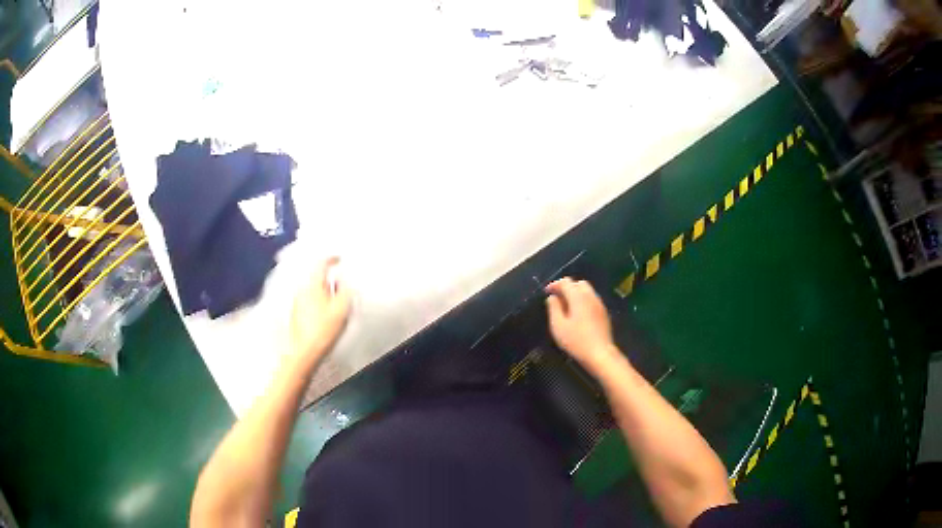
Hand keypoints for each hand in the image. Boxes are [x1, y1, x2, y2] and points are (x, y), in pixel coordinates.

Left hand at [289, 257, 351, 364]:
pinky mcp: (295, 313)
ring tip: (336, 303)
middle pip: (317, 276)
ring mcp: (297, 301)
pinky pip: (309, 299)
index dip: (332, 259)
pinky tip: (325, 314)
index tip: (340, 259)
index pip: (321, 263)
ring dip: (324, 291)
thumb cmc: (324, 329)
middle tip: (342, 287)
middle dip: (330, 279)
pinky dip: (318, 301)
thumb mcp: (341, 308)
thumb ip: (345, 289)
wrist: (304, 352)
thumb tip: (344, 278)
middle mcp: (302, 289)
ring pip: (313, 289)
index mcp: (313, 285)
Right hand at [545, 278, 617, 371]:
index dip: (555, 284)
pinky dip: (583, 301)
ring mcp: (599, 304)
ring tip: (566, 306)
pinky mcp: (604, 313)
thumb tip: (552, 297)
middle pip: (578, 283)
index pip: (566, 282)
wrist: (600, 354)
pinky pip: (592, 300)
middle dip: (567, 287)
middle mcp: (590, 296)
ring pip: (587, 291)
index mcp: (578, 297)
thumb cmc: (576, 341)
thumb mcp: (558, 326)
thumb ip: (554, 308)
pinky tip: (578, 314)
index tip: (546, 292)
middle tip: (557, 298)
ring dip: (576, 294)